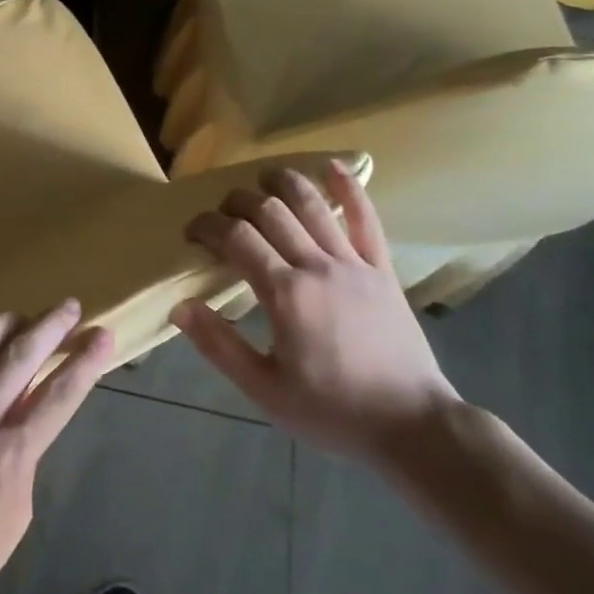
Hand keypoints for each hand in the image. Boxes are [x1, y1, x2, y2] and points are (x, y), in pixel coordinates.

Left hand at [0, 302, 112, 593]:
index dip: (85, 361)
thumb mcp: (15, 517)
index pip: (59, 395)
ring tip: (22, 316)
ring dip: (5, 322)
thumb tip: (24, 418)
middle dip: (52, 325)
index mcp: (10, 455)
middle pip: (21, 355)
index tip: (103, 334)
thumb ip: (23, 458)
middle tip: (70, 306)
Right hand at [171, 160, 459, 461]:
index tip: (192, 232)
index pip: (235, 238)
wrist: (413, 427)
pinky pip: (366, 219)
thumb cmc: (333, 411)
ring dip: (283, 182)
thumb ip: (219, 345)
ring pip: (312, 205)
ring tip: (262, 177)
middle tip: (222, 212)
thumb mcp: (265, 389)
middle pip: (269, 211)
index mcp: (284, 294)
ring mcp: (354, 263)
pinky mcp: (382, 269)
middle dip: (237, 201)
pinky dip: (349, 188)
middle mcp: (316, 266)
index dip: (207, 226)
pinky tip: (331, 166)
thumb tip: (180, 306)